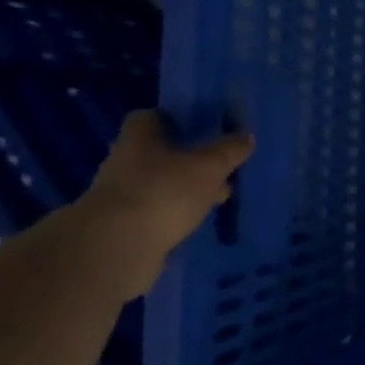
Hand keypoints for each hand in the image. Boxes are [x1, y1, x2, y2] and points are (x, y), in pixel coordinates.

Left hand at [77, 111, 254, 295]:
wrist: (117, 248)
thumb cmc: (164, 191)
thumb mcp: (209, 166)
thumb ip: (229, 150)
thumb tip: (246, 136)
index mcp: (140, 138)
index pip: (152, 117)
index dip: (177, 118)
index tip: (203, 125)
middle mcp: (126, 162)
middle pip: (159, 151)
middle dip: (189, 156)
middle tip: (222, 162)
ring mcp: (124, 195)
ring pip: (162, 183)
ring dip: (186, 187)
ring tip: (220, 194)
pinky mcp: (127, 225)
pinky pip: (159, 211)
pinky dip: (178, 213)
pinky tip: (202, 218)